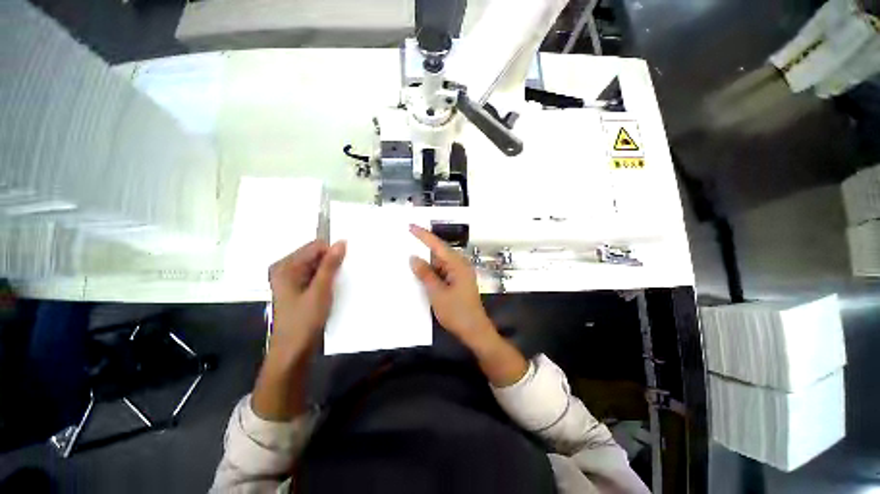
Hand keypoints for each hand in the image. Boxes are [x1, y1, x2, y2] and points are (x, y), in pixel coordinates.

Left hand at [268, 240, 346, 355]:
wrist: (293, 352)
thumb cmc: (304, 320)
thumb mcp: (320, 290)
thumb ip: (330, 265)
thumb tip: (341, 242)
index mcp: (286, 266)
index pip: (315, 246)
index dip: (332, 253)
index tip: (345, 266)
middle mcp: (285, 269)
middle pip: (315, 255)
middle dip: (331, 263)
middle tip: (342, 276)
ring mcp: (291, 280)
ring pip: (317, 266)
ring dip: (330, 272)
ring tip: (338, 284)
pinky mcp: (297, 290)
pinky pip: (315, 276)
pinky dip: (325, 280)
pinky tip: (332, 290)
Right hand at [408, 225, 494, 347]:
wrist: (474, 331)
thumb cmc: (457, 312)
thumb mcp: (437, 293)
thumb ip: (425, 274)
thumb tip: (413, 258)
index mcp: (457, 264)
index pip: (438, 245)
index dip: (424, 235)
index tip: (411, 226)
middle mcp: (460, 265)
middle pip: (440, 252)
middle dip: (424, 247)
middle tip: (407, 240)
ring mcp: (460, 273)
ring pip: (440, 262)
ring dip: (427, 261)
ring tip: (410, 256)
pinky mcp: (458, 281)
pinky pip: (442, 271)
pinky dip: (432, 271)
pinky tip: (421, 272)